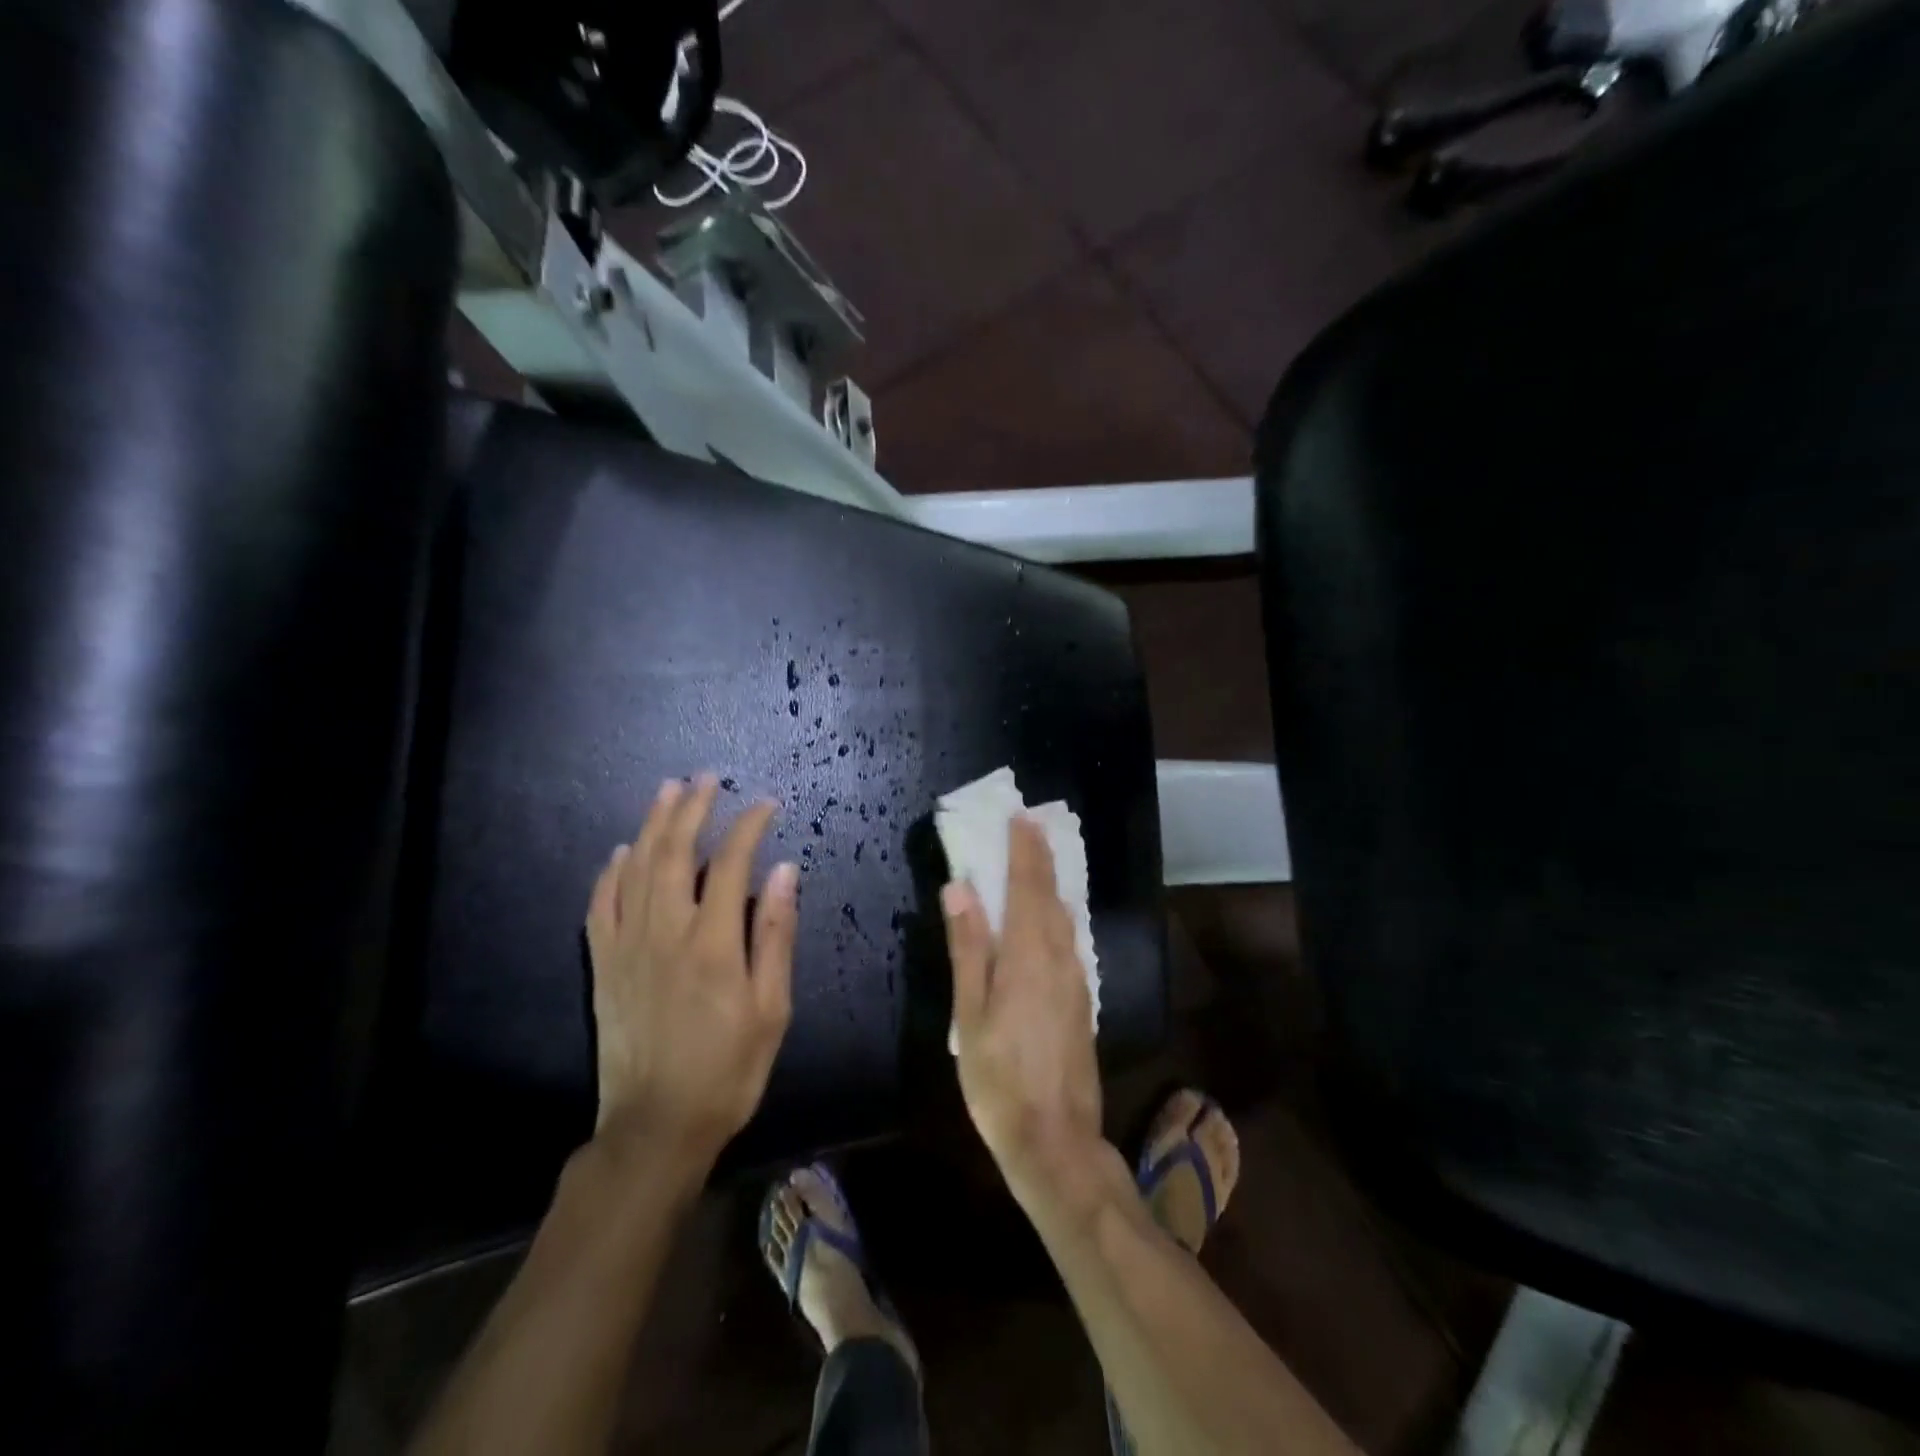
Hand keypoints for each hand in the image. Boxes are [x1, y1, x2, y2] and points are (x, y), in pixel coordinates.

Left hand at [585, 774, 797, 1168]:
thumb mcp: (772, 1008)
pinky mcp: (603, 966)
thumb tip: (784, 871)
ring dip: (652, 825)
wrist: (656, 1127)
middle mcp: (664, 932)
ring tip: (667, 792)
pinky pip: (600, 906)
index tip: (766, 803)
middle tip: (706, 778)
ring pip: (636, 869)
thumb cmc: (728, 1069)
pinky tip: (621, 852)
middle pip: (675, 852)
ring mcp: (627, 947)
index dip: (748, 825)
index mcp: (712, 942)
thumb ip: (775, 934)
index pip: (731, 862)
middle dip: (692, 808)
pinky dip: (610, 873)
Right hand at [943, 817, 1102, 1193]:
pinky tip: (1051, 915)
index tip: (1020, 817)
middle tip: (1030, 825)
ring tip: (1038, 858)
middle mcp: (1061, 958)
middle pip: (1051, 896)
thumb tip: (961, 887)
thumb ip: (968, 947)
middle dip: (1041, 858)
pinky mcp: (1082, 1000)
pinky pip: (1071, 939)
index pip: (1029, 887)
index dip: (1025, 850)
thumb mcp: (969, 1014)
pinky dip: (1058, 913)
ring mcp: (1077, 980)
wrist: (1055, 1140)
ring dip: (1052, 882)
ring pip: (1065, 917)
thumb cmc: (998, 1079)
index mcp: (1029, 956)